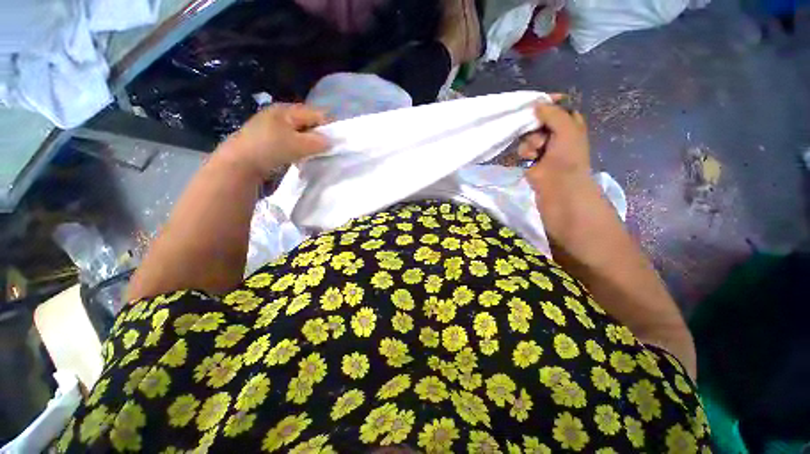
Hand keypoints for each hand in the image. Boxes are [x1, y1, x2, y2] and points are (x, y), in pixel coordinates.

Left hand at [222, 104, 328, 178]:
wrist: (239, 163)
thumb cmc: (269, 148)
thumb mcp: (297, 144)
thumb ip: (318, 142)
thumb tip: (332, 141)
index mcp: (287, 110)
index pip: (316, 114)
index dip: (328, 127)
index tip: (335, 142)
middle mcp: (281, 115)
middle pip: (309, 123)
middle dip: (319, 136)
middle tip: (324, 150)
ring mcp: (274, 127)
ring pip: (301, 134)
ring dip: (309, 144)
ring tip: (313, 156)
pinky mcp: (270, 139)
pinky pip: (292, 141)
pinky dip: (299, 149)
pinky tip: (300, 158)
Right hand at [520, 95, 591, 192]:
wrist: (558, 185)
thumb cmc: (568, 157)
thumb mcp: (567, 129)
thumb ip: (553, 113)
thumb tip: (536, 104)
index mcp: (570, 123)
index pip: (557, 106)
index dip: (547, 103)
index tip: (536, 103)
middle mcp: (556, 133)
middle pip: (539, 120)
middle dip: (535, 126)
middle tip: (538, 132)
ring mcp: (542, 146)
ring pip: (528, 134)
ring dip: (530, 141)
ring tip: (537, 150)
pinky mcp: (530, 158)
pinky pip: (523, 147)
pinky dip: (525, 151)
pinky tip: (530, 158)